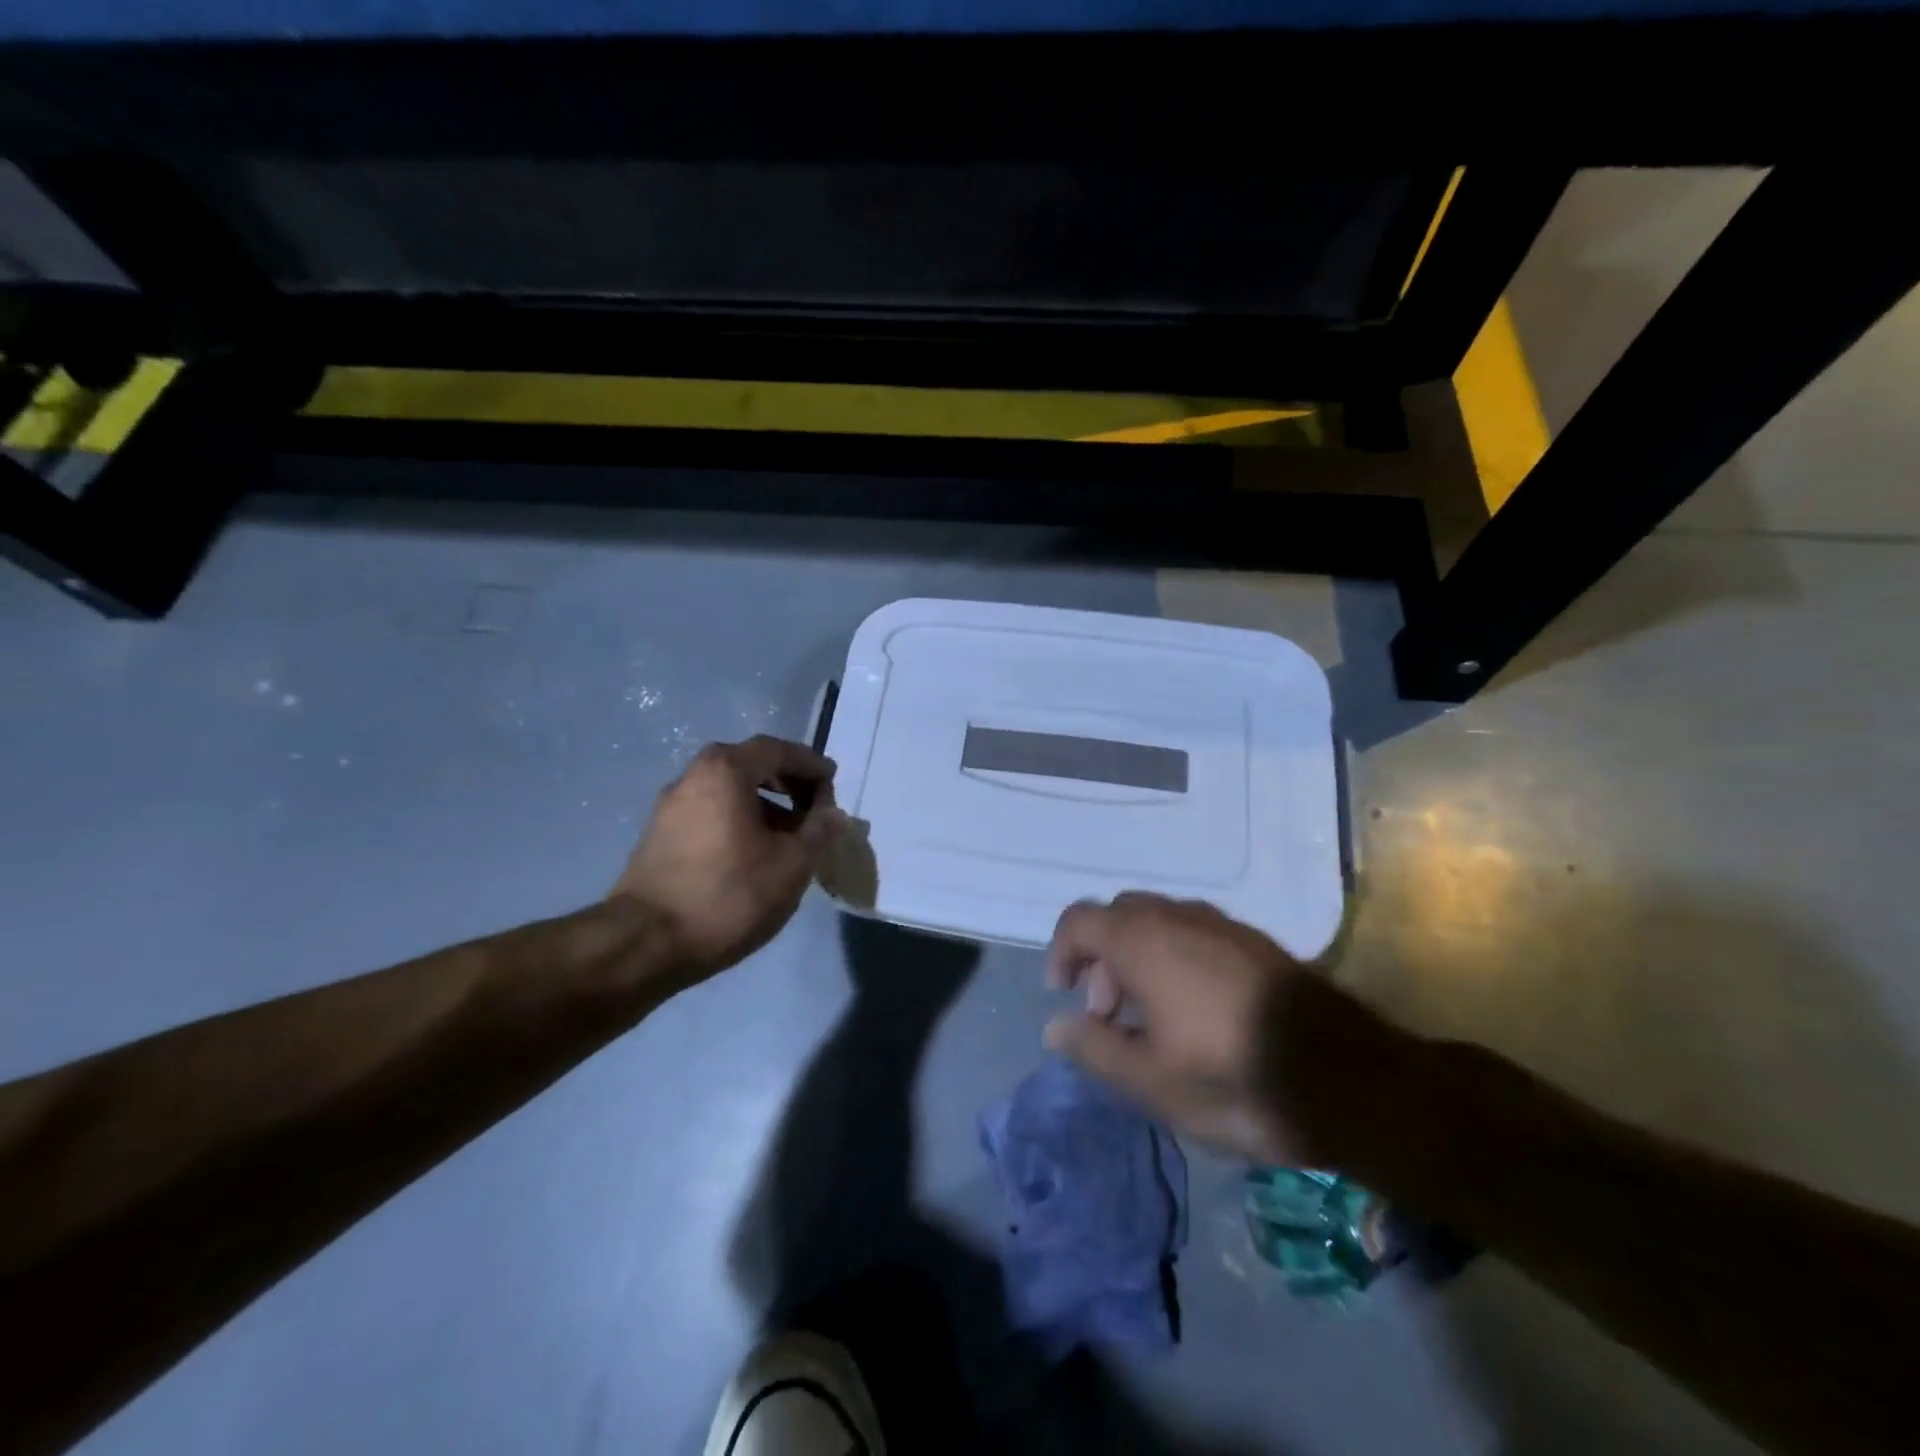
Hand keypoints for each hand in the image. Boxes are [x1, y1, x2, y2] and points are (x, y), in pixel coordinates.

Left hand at [612, 735, 843, 983]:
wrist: (645, 943)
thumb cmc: (728, 894)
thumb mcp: (791, 865)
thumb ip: (818, 833)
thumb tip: (833, 814)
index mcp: (725, 771)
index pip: (777, 750)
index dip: (809, 763)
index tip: (833, 780)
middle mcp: (693, 776)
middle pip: (750, 765)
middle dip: (787, 782)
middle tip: (814, 806)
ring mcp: (671, 806)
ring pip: (728, 791)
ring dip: (764, 804)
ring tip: (790, 837)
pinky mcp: (659, 835)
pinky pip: (711, 812)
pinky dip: (740, 819)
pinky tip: (756, 853)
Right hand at [1044, 892, 1405, 1167]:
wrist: (1345, 1077)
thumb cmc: (1233, 1077)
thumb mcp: (1151, 1080)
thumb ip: (1095, 1048)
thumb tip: (1056, 1027)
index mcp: (1143, 941)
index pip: (1080, 920)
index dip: (1062, 952)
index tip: (1065, 994)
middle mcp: (1178, 917)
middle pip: (1119, 916)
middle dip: (1101, 958)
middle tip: (1110, 1014)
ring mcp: (1221, 925)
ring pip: (1158, 922)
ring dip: (1138, 958)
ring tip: (1151, 1017)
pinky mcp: (1254, 942)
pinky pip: (1194, 933)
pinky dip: (1174, 958)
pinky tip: (1195, 1010)